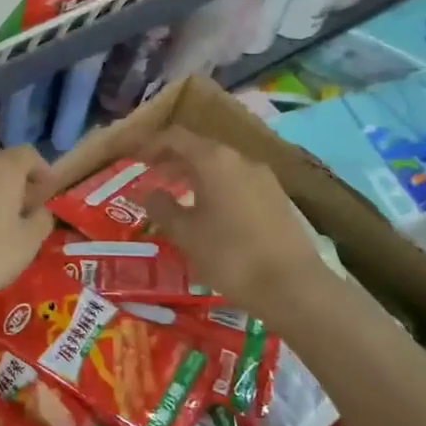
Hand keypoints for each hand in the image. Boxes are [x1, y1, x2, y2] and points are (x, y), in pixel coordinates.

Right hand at [134, 125, 337, 318]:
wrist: (293, 287)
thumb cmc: (230, 255)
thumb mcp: (185, 234)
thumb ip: (162, 207)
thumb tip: (150, 192)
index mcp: (214, 160)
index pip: (175, 138)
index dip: (150, 144)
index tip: (131, 155)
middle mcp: (240, 160)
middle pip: (199, 148)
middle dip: (172, 159)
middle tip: (150, 174)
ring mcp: (263, 178)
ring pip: (220, 166)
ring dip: (194, 174)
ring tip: (175, 193)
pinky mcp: (277, 199)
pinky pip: (237, 182)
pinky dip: (215, 187)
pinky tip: (207, 211)